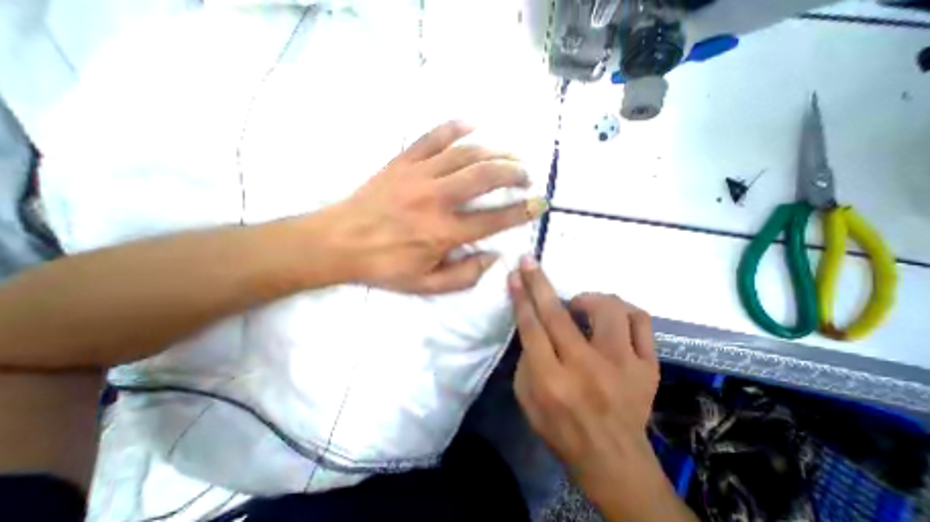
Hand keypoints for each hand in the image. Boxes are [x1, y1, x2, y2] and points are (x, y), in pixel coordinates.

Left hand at [326, 121, 545, 295]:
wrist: (339, 242)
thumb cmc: (384, 267)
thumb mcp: (427, 285)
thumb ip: (465, 276)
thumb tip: (493, 258)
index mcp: (444, 232)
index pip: (494, 219)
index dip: (521, 212)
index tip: (538, 205)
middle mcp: (437, 199)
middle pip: (486, 177)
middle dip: (514, 173)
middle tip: (527, 176)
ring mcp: (419, 175)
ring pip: (466, 154)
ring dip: (495, 152)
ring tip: (511, 156)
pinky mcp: (403, 162)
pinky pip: (433, 137)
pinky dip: (455, 127)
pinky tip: (474, 123)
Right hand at [509, 257, 697, 521]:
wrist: (613, 460)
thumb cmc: (560, 429)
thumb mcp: (526, 397)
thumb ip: (526, 357)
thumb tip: (532, 322)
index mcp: (552, 380)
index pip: (531, 327)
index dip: (521, 296)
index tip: (515, 274)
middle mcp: (586, 368)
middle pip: (558, 314)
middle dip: (539, 282)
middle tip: (530, 262)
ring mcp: (623, 366)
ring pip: (608, 310)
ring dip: (588, 298)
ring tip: (579, 306)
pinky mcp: (648, 368)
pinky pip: (641, 322)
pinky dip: (624, 311)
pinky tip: (611, 318)